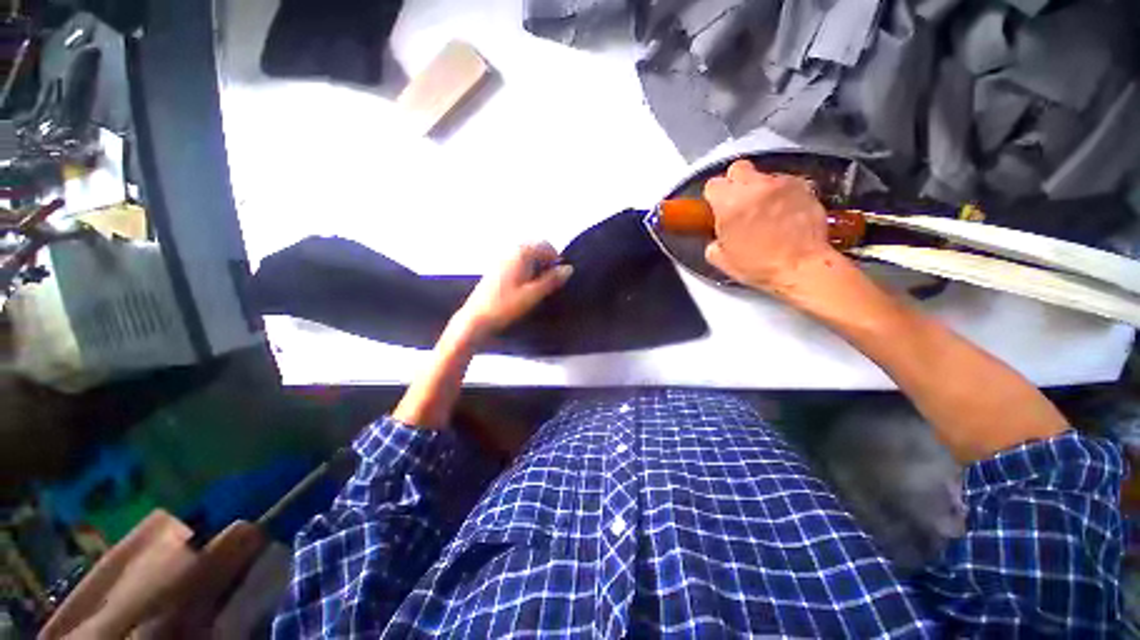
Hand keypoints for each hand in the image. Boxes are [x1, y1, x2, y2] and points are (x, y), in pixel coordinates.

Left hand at [451, 242, 572, 343]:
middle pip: (533, 247)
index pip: (543, 245)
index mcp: (519, 254)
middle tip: (551, 279)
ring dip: (535, 264)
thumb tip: (568, 269)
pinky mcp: (495, 270)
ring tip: (539, 284)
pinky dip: (525, 268)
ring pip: (524, 255)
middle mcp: (508, 252)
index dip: (555, 257)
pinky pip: (515, 262)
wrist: (476, 319)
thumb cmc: (505, 306)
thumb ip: (552, 280)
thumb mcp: (533, 294)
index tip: (560, 273)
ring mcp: (500, 260)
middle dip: (545, 260)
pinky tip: (525, 286)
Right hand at [703, 160, 840, 293]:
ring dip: (760, 189)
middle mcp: (755, 186)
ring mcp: (781, 184)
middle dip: (735, 182)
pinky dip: (782, 194)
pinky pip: (786, 183)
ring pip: (764, 176)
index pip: (713, 184)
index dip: (713, 197)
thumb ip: (714, 241)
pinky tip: (784, 212)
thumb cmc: (758, 266)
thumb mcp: (722, 259)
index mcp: (729, 203)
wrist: (801, 267)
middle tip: (739, 202)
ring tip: (765, 211)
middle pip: (738, 168)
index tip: (717, 208)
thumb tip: (717, 237)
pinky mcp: (804, 187)